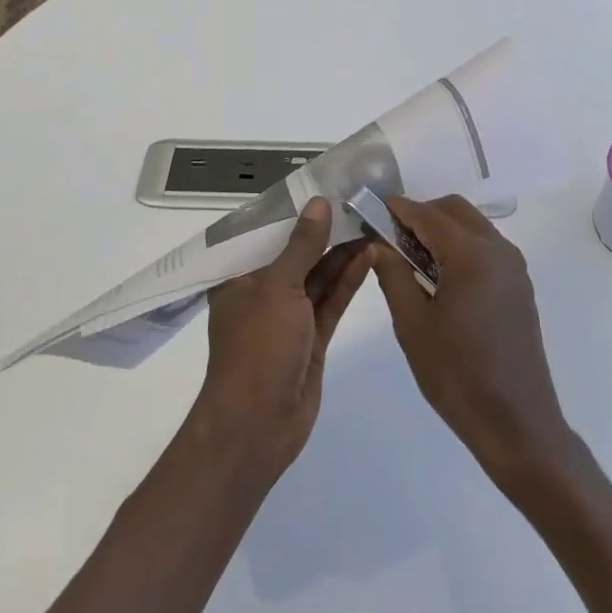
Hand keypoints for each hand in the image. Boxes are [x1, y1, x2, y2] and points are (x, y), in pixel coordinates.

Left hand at [191, 197, 370, 481]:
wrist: (258, 426)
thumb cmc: (257, 348)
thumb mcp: (277, 288)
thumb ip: (301, 245)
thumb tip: (320, 203)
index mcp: (240, 276)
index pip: (266, 234)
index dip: (295, 211)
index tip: (325, 186)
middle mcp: (263, 292)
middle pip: (297, 253)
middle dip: (325, 231)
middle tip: (358, 202)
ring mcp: (289, 317)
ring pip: (318, 276)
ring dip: (342, 253)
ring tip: (371, 222)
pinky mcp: (312, 338)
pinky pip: (331, 301)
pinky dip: (348, 280)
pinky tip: (370, 255)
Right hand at [371, 195, 580, 493]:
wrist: (516, 423)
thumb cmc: (457, 375)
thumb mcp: (413, 325)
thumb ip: (393, 276)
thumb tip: (378, 245)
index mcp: (470, 255)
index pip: (427, 215)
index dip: (398, 209)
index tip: (372, 210)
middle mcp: (498, 250)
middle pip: (454, 210)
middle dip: (422, 214)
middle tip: (391, 237)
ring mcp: (513, 267)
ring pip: (472, 225)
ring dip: (442, 229)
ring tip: (412, 258)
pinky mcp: (519, 285)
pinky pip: (486, 246)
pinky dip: (460, 245)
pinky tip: (440, 276)